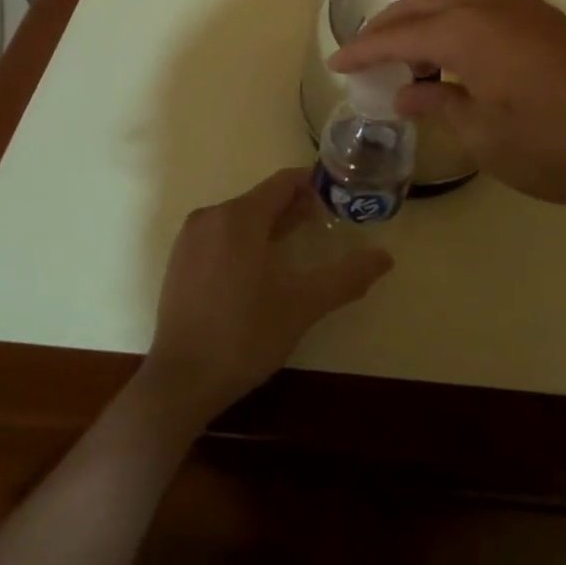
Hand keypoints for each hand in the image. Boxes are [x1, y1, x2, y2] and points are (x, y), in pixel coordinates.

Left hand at [142, 168, 392, 425]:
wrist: (181, 381)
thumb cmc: (245, 336)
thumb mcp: (303, 305)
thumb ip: (346, 277)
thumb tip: (385, 257)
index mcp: (239, 217)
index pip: (283, 183)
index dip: (314, 184)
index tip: (340, 194)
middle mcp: (211, 216)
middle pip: (261, 199)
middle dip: (295, 207)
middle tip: (328, 221)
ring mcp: (190, 238)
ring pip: (240, 217)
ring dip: (271, 224)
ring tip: (300, 243)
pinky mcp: (180, 260)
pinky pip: (221, 234)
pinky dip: (246, 239)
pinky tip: (262, 266)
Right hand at [329, 0, 565, 210]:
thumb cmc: (556, 144)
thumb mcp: (485, 136)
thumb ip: (438, 106)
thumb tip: (405, 95)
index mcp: (465, 30)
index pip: (397, 35)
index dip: (362, 50)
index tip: (335, 63)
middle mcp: (488, 3)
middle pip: (420, 5)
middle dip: (386, 28)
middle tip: (363, 55)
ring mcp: (520, 5)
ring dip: (420, 22)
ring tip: (404, 57)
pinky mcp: (543, 17)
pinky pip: (479, 5)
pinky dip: (452, 22)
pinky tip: (453, 53)